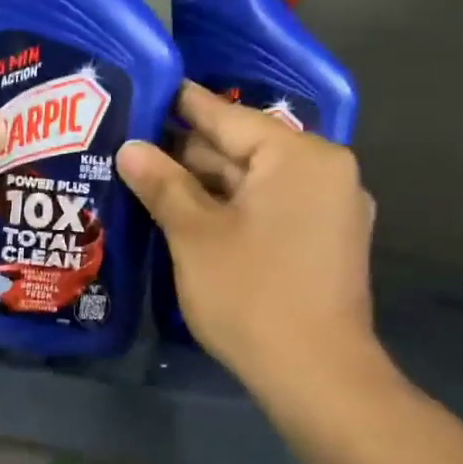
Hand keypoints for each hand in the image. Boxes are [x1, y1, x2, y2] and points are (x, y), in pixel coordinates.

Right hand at [119, 83, 381, 390]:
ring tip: (151, 177)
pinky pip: (272, 207)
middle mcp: (325, 172)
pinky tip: (190, 213)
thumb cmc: (251, 295)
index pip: (229, 117)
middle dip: (189, 151)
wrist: (316, 375)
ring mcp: (331, 209)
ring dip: (208, 184)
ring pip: (257, 181)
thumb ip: (163, 184)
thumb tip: (130, 148)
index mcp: (299, 156)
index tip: (149, 88)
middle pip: (244, 149)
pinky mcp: (326, 242)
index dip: (182, 105)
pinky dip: (234, 207)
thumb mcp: (195, 235)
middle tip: (135, 144)